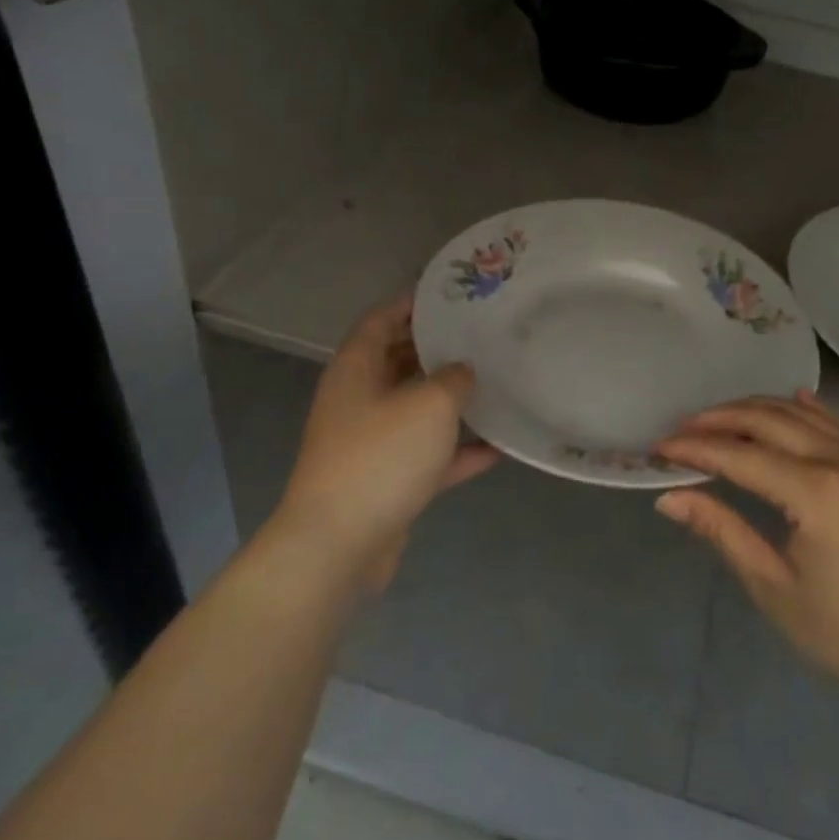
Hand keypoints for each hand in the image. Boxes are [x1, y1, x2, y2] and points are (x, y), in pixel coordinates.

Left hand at [270, 296, 496, 591]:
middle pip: (397, 362)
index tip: (448, 294)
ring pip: (414, 408)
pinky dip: (457, 450)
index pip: (380, 320)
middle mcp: (358, 401)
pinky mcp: (386, 481)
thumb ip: (453, 378)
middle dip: (435, 348)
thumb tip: (462, 371)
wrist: (339, 545)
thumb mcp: (429, 404)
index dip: (410, 303)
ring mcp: (370, 443)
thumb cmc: (381, 456)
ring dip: (449, 399)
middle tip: (480, 334)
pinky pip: (427, 454)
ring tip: (493, 381)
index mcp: (356, 370)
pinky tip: (499, 446)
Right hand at [654, 390, 838, 722]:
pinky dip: (807, 411)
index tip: (657, 448)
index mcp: (815, 492)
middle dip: (719, 420)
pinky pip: (836, 427)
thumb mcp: (775, 589)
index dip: (694, 449)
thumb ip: (722, 531)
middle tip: (681, 430)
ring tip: (717, 419)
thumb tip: (669, 499)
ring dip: (756, 411)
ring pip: (801, 417)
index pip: (739, 456)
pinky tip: (792, 401)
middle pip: (768, 422)